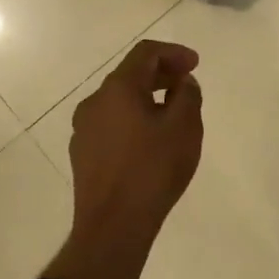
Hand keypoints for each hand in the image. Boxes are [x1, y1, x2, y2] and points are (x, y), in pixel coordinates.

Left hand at [47, 40, 204, 278]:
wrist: (113, 226)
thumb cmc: (153, 170)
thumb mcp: (184, 128)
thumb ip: (187, 95)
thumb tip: (182, 82)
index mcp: (118, 88)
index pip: (145, 53)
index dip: (174, 53)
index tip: (195, 64)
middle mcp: (94, 102)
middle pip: (129, 75)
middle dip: (161, 74)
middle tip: (186, 84)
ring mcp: (83, 129)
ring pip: (119, 101)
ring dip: (146, 98)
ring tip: (171, 114)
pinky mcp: (82, 154)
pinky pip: (111, 124)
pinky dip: (132, 120)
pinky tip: (149, 141)